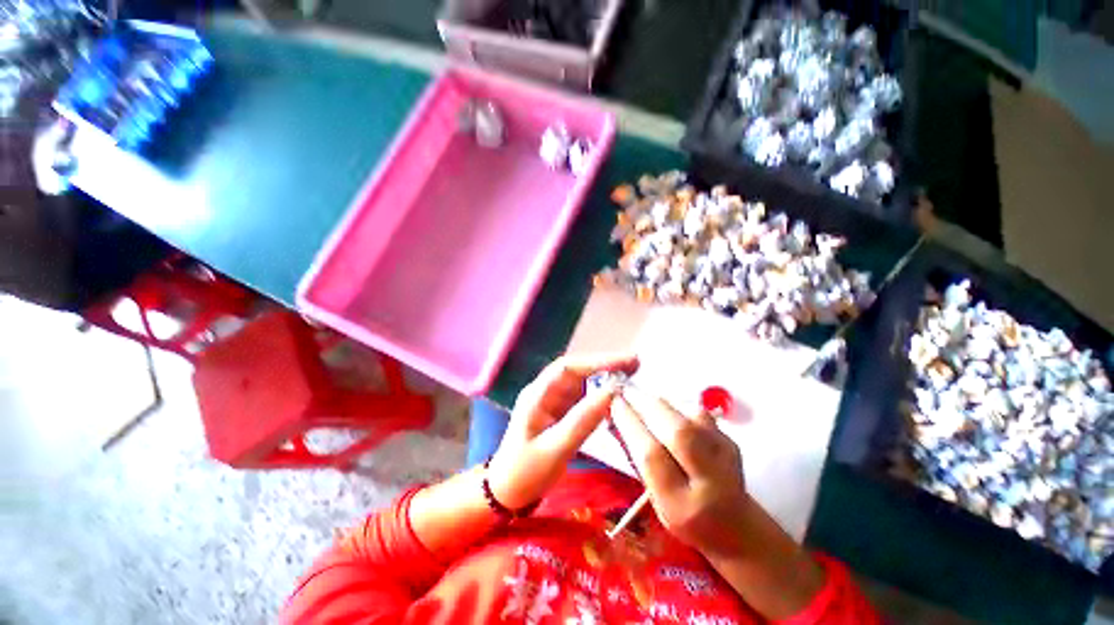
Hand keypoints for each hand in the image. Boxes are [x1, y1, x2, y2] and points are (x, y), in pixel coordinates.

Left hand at [487, 353, 638, 509]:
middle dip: (605, 365)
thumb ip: (582, 421)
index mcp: (537, 395)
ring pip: (582, 383)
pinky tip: (618, 397)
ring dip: (605, 378)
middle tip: (636, 364)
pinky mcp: (562, 414)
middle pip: (577, 370)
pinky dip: (601, 396)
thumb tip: (612, 393)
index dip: (596, 361)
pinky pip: (584, 399)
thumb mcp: (554, 450)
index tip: (624, 362)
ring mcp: (554, 402)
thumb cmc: (525, 473)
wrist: (508, 494)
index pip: (567, 367)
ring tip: (632, 375)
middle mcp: (546, 392)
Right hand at [608, 387, 750, 556]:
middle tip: (626, 391)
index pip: (652, 455)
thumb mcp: (655, 499)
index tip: (615, 403)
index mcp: (681, 505)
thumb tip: (621, 417)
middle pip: (678, 432)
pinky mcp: (732, 442)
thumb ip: (641, 460)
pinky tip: (665, 409)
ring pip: (690, 418)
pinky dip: (677, 406)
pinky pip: (699, 415)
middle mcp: (710, 483)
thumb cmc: (684, 514)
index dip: (631, 423)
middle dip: (646, 405)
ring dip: (660, 402)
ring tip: (641, 397)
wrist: (735, 525)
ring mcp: (727, 460)